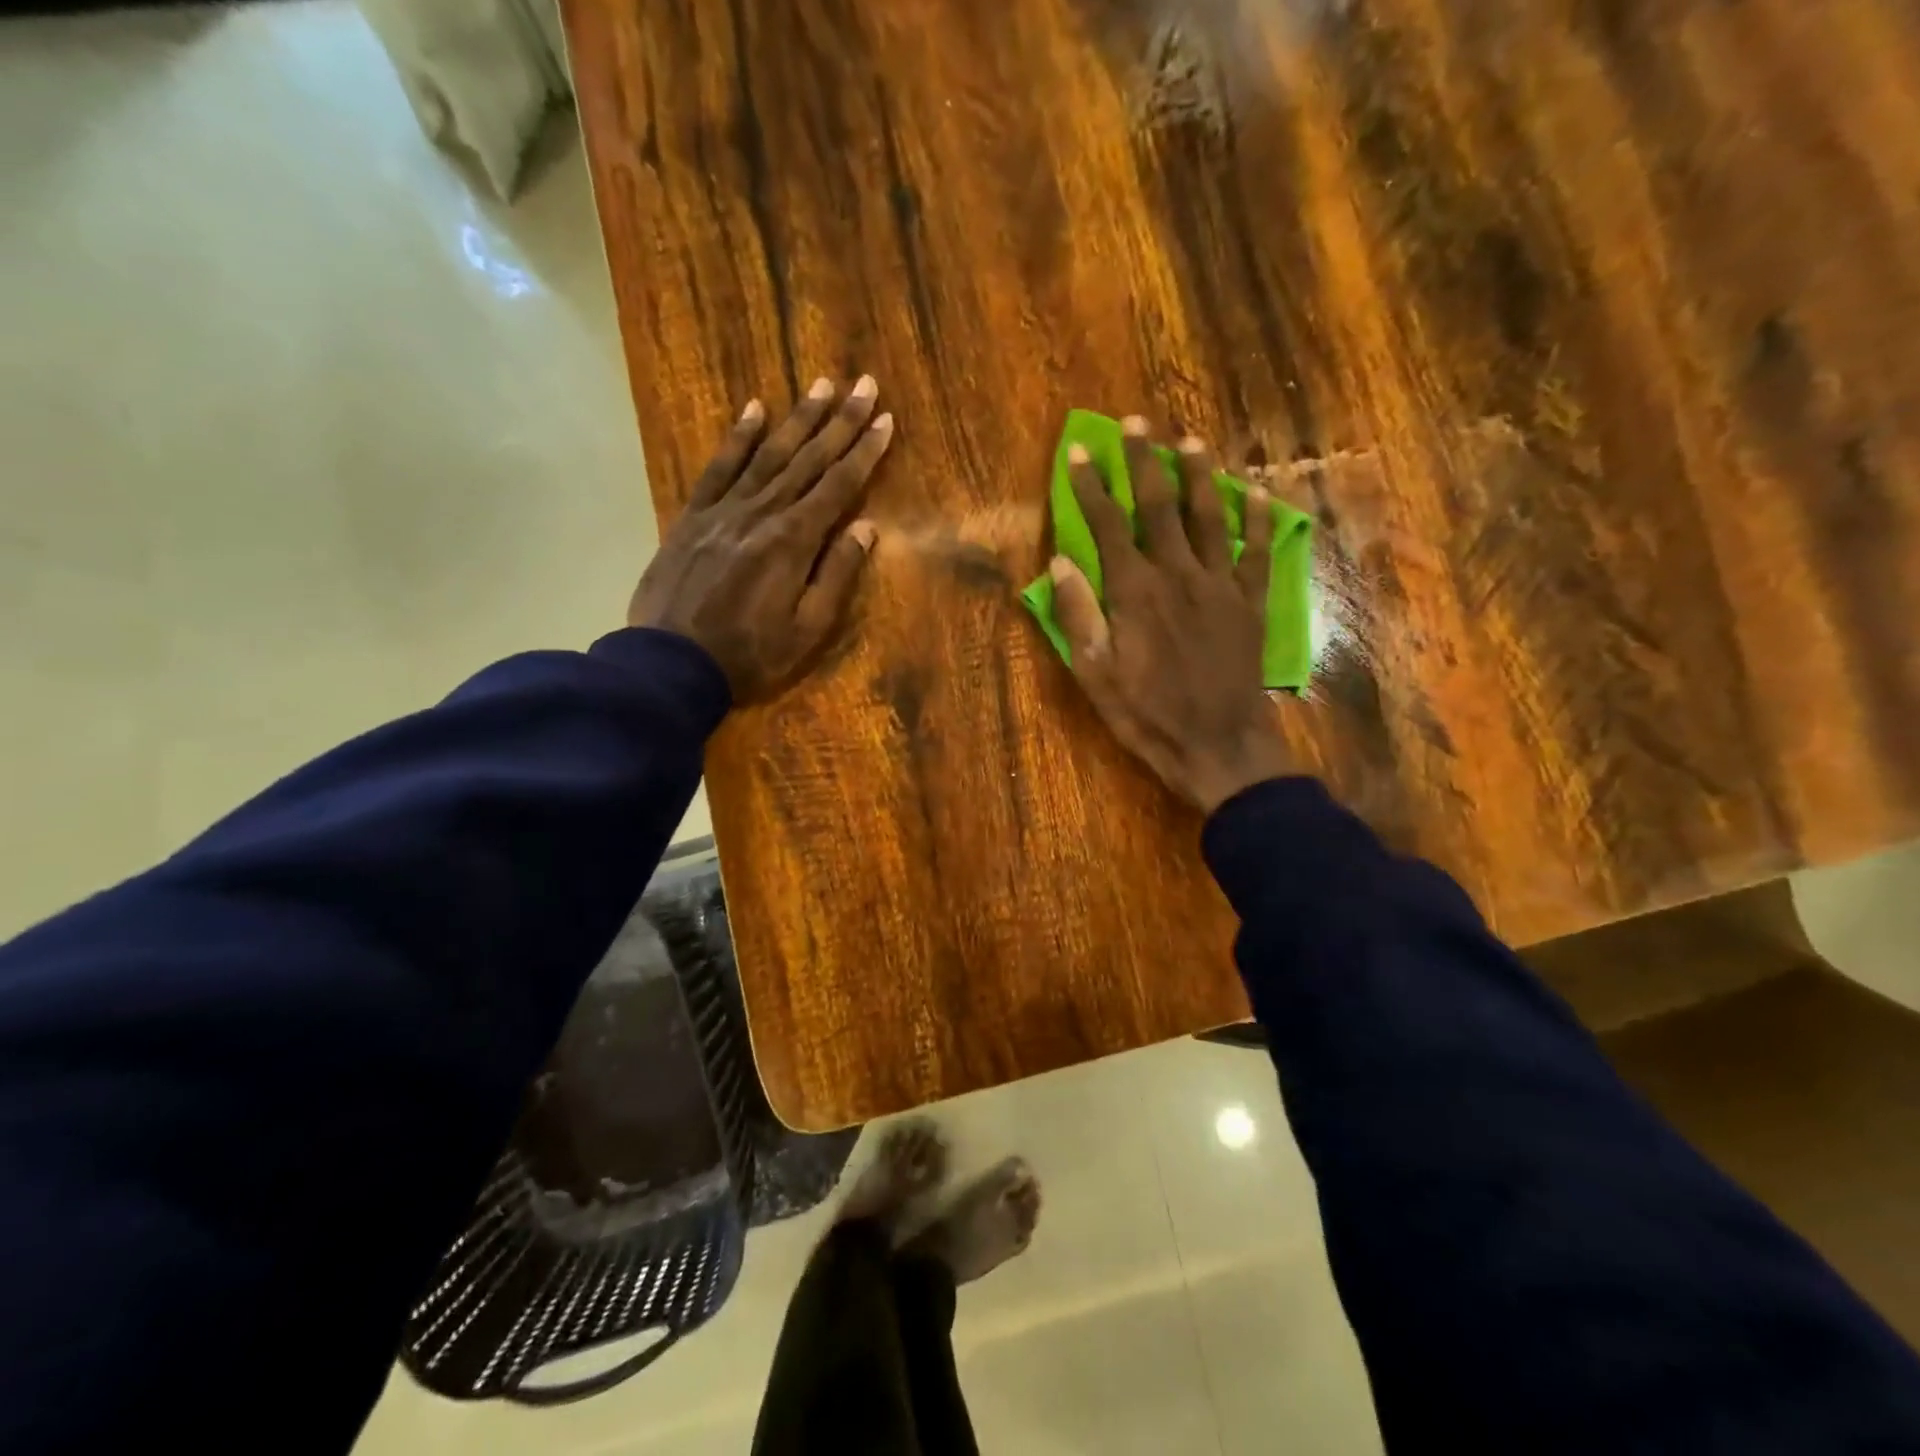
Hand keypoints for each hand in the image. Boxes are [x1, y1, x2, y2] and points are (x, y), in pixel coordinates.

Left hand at [628, 376, 892, 703]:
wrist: (670, 662)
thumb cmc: (749, 655)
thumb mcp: (807, 630)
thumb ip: (836, 575)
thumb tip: (866, 527)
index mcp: (793, 541)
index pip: (838, 486)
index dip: (864, 452)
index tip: (885, 420)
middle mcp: (761, 513)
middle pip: (808, 460)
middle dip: (840, 421)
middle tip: (864, 384)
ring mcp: (724, 510)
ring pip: (768, 454)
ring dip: (798, 419)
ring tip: (821, 385)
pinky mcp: (692, 516)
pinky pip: (719, 467)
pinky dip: (738, 437)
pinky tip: (755, 409)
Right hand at [1046, 416, 1292, 812]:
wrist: (1218, 745)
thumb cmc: (1147, 714)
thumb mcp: (1095, 674)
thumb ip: (1078, 615)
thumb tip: (1060, 563)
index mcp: (1134, 592)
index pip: (1108, 525)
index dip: (1091, 486)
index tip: (1079, 453)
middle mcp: (1178, 574)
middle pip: (1159, 505)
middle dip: (1143, 461)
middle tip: (1135, 423)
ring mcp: (1220, 585)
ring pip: (1210, 516)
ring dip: (1199, 475)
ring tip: (1190, 441)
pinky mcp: (1250, 602)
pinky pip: (1257, 551)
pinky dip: (1259, 519)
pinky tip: (1257, 493)